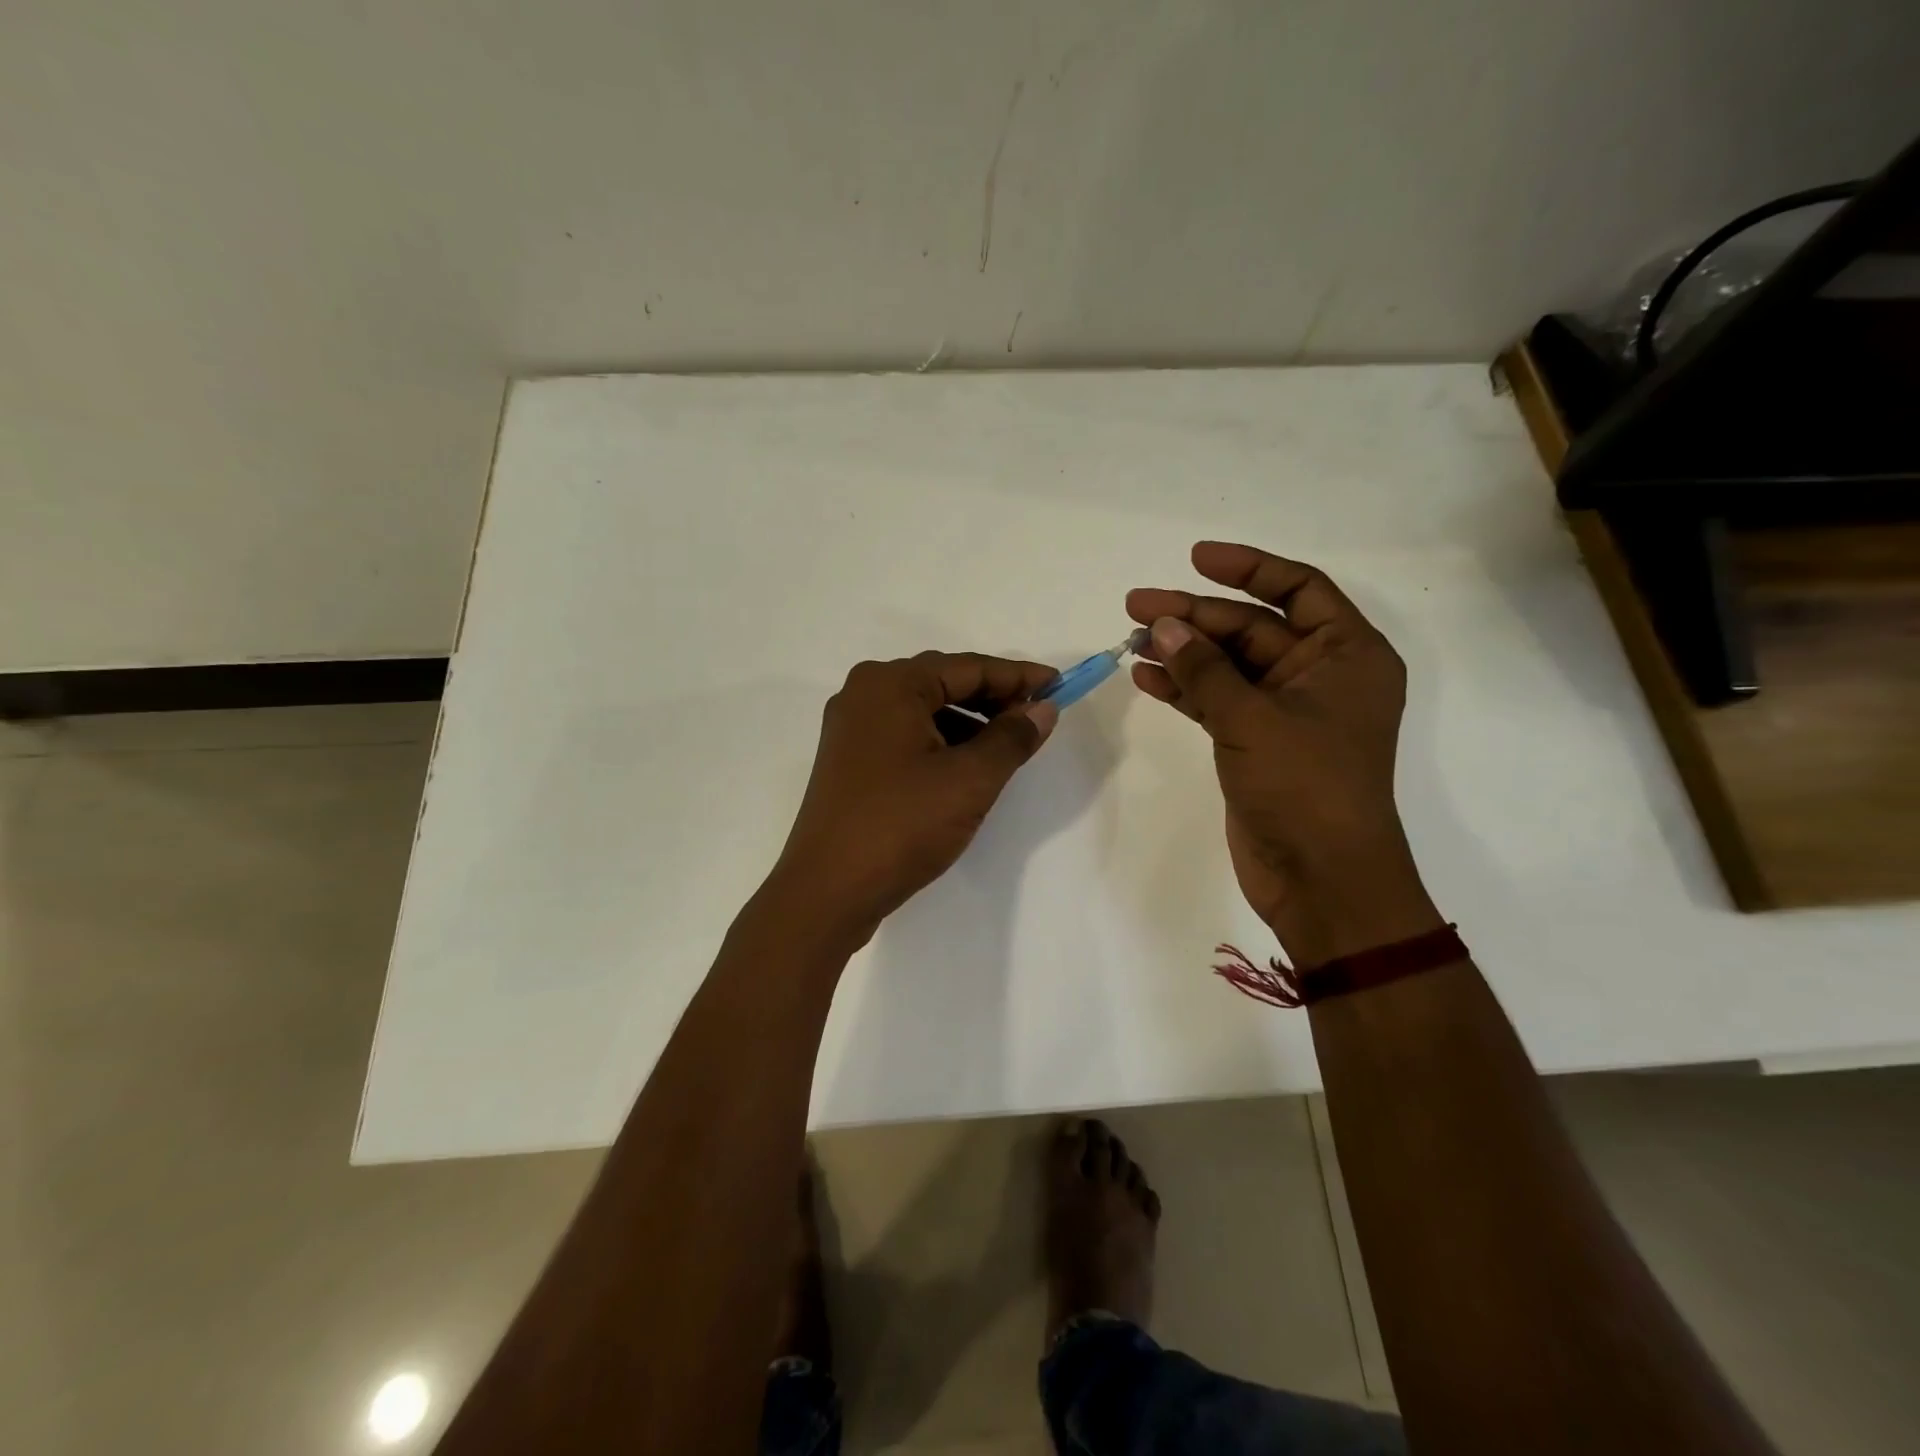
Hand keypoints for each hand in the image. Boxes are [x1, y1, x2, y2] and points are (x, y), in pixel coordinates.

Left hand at [765, 652, 1059, 945]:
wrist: (827, 891)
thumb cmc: (901, 825)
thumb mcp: (970, 780)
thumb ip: (1012, 738)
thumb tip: (1043, 709)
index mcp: (890, 684)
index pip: (968, 667)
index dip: (1018, 677)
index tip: (1059, 686)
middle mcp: (864, 694)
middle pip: (943, 683)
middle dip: (993, 698)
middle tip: (1037, 718)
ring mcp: (852, 728)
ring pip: (924, 711)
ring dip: (969, 722)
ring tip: (1008, 747)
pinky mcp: (849, 761)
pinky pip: (906, 735)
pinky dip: (941, 743)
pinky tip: (967, 767)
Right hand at [1128, 542, 1441, 965]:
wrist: (1322, 879)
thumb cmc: (1307, 788)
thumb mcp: (1253, 719)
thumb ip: (1205, 671)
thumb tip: (1162, 628)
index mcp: (1347, 654)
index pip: (1299, 588)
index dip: (1248, 568)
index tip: (1195, 558)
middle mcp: (1320, 675)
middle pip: (1252, 627)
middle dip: (1194, 616)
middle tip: (1135, 606)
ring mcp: (1286, 711)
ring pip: (1228, 665)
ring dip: (1183, 652)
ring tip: (1129, 638)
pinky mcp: (1257, 742)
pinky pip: (1217, 700)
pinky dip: (1184, 689)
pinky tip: (1145, 677)